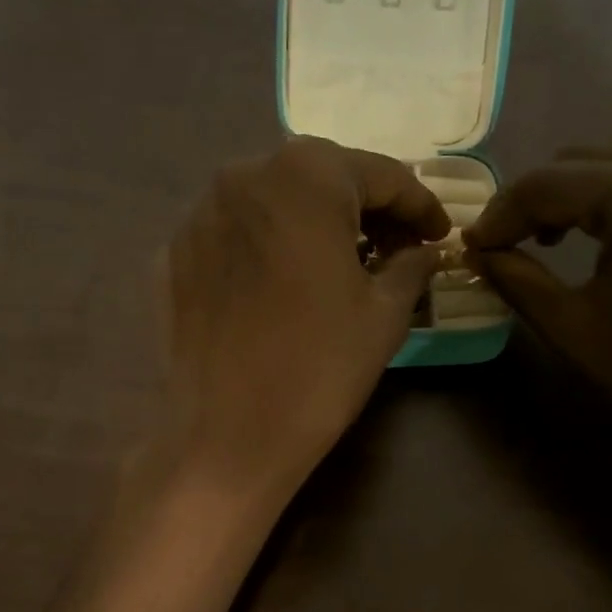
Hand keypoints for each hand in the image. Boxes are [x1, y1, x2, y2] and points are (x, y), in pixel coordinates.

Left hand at [158, 137, 448, 505]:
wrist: (227, 436)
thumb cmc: (320, 368)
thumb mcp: (384, 314)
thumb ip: (411, 266)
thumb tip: (423, 251)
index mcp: (306, 176)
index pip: (380, 174)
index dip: (419, 205)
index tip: (440, 235)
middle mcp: (244, 175)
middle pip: (321, 179)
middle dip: (364, 210)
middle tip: (395, 249)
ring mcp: (199, 214)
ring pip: (273, 204)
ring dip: (313, 226)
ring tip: (339, 266)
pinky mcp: (172, 255)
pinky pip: (235, 237)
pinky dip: (268, 250)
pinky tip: (283, 287)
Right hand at [465, 138, 611, 485]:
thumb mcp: (574, 328)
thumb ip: (517, 278)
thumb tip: (478, 253)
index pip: (550, 181)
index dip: (501, 213)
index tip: (474, 247)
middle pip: (590, 157)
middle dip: (540, 198)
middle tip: (511, 245)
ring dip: (585, 191)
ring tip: (561, 239)